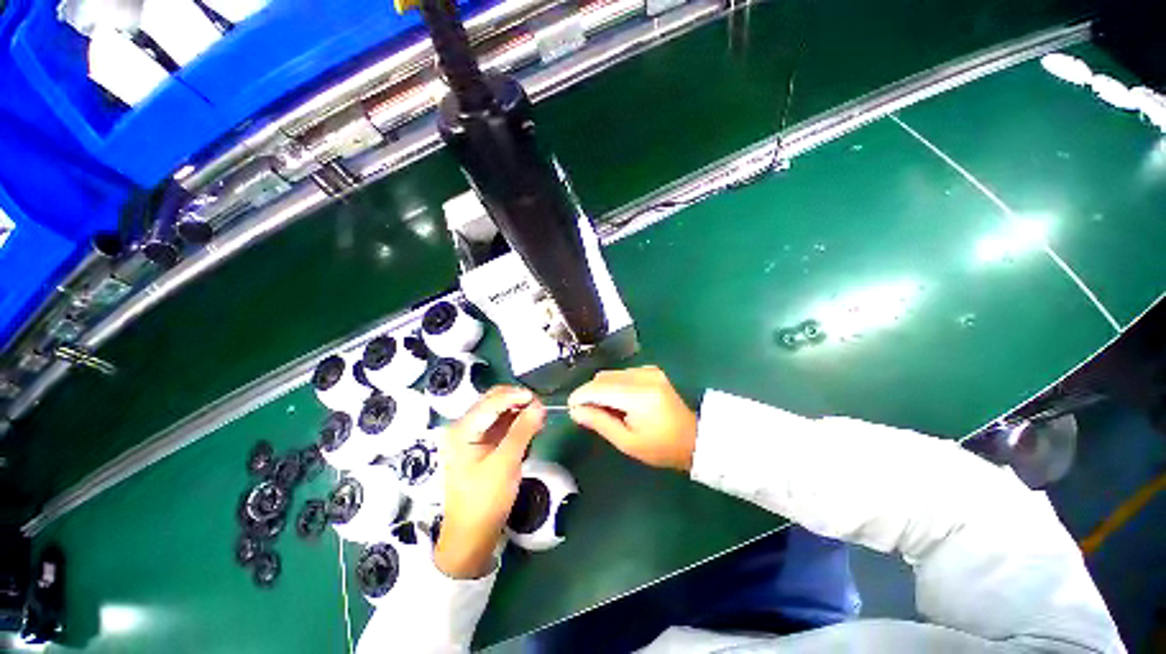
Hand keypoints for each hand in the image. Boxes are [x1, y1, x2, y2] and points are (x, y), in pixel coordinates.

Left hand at [435, 386, 545, 578]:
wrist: (471, 536)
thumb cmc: (484, 500)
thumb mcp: (505, 464)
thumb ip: (522, 431)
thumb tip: (539, 406)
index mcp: (462, 429)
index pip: (491, 402)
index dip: (515, 395)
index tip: (539, 399)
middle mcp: (465, 427)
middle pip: (494, 402)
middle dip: (518, 401)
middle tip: (540, 409)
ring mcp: (474, 435)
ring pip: (500, 411)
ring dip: (519, 411)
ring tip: (539, 419)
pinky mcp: (483, 444)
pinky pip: (502, 424)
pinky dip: (517, 424)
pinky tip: (530, 429)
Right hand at [568, 366, 697, 471]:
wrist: (693, 439)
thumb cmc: (660, 447)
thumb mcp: (627, 442)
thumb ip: (599, 422)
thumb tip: (575, 410)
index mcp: (639, 396)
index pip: (599, 388)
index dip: (580, 396)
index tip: (571, 408)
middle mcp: (643, 377)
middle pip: (603, 377)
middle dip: (590, 393)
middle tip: (590, 414)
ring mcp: (649, 371)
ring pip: (611, 374)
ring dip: (602, 389)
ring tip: (609, 410)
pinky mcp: (652, 370)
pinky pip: (622, 373)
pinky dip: (615, 385)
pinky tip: (622, 401)